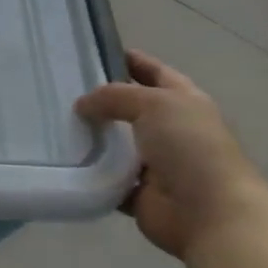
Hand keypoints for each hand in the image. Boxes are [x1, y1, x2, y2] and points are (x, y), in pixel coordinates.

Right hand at [75, 50, 264, 257]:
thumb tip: (82, 105)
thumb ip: (114, 96)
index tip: (91, 53)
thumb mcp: (152, 103)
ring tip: (56, 121)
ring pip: (116, 143)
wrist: (211, 214)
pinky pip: (108, 178)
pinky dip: (91, 172)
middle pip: (130, 107)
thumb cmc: (189, 146)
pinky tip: (66, 159)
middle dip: (101, 99)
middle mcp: (170, 129)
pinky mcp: (140, 193)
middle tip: (62, 89)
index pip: (153, 71)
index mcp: (183, 100)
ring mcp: (156, 163)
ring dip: (92, 136)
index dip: (128, 59)